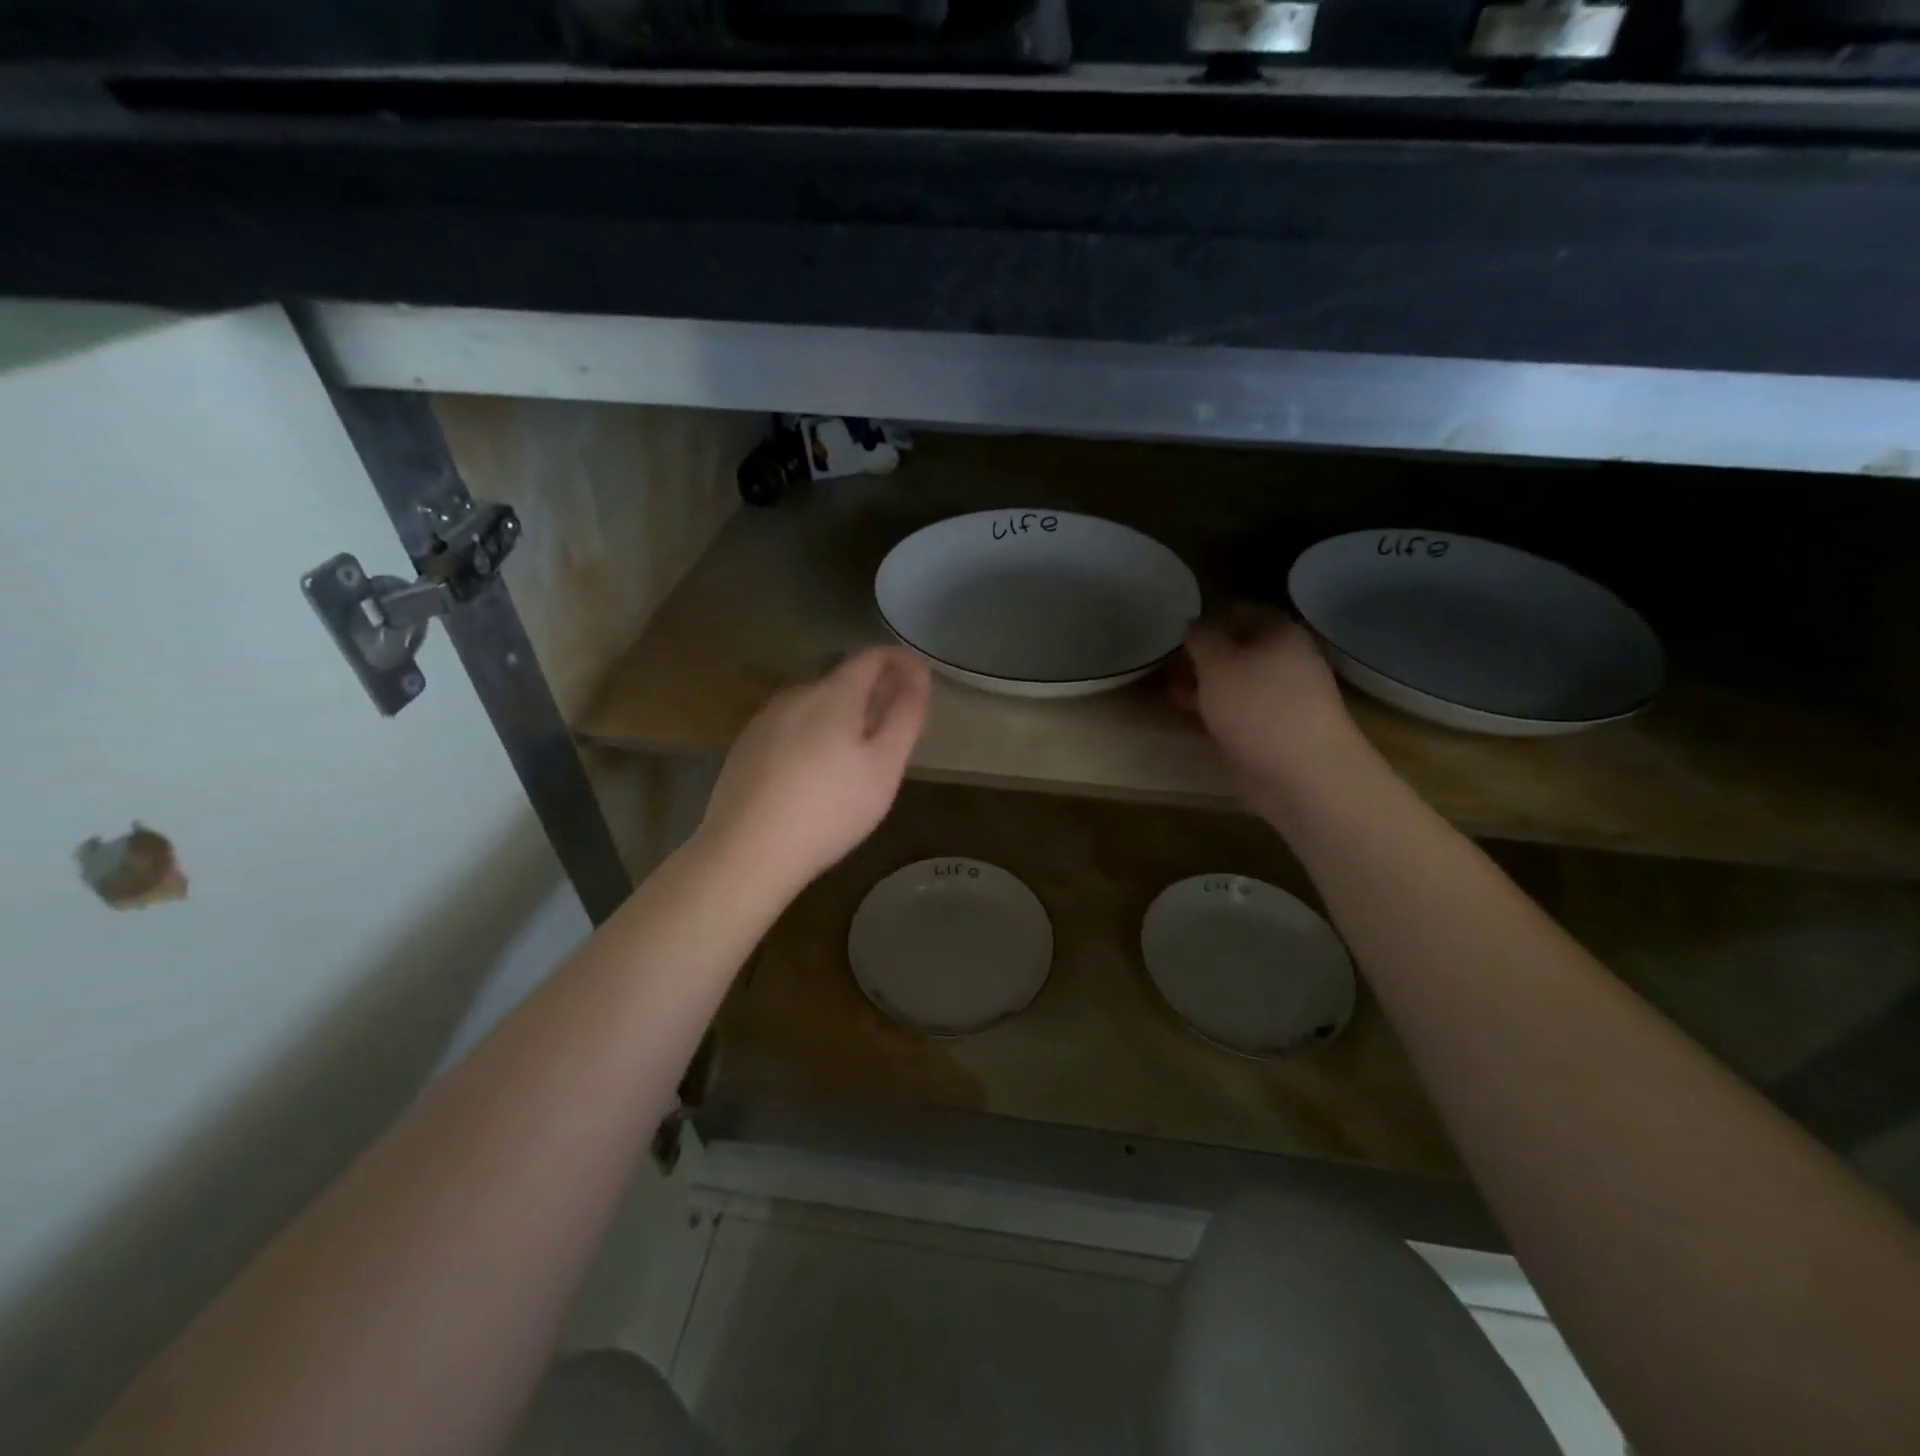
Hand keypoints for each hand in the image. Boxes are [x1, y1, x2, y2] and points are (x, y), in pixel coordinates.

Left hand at [698, 646, 931, 894]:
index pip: (872, 656)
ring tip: (857, 751)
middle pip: (842, 678)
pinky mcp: (746, 746)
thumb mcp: (884, 766)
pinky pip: (790, 726)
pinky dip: (813, 733)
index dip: (900, 661)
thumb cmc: (830, 809)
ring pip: (814, 703)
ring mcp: (765, 719)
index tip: (919, 679)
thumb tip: (918, 676)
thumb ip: (905, 716)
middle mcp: (796, 694)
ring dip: (841, 714)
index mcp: (834, 694)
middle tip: (894, 724)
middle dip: (872, 691)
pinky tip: (815, 770)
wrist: (747, 850)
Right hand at [1176, 607, 1359, 791]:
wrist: (1303, 775)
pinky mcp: (1275, 730)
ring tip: (1171, 689)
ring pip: (1237, 681)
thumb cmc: (1258, 707)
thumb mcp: (1217, 663)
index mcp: (1280, 633)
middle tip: (1168, 661)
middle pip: (1239, 647)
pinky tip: (1192, 716)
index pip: (1242, 610)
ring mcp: (1283, 698)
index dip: (1209, 615)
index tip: (1178, 628)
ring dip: (1206, 683)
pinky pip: (1239, 710)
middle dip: (1204, 653)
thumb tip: (1195, 626)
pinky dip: (1215, 710)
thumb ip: (1201, 638)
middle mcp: (1286, 660)